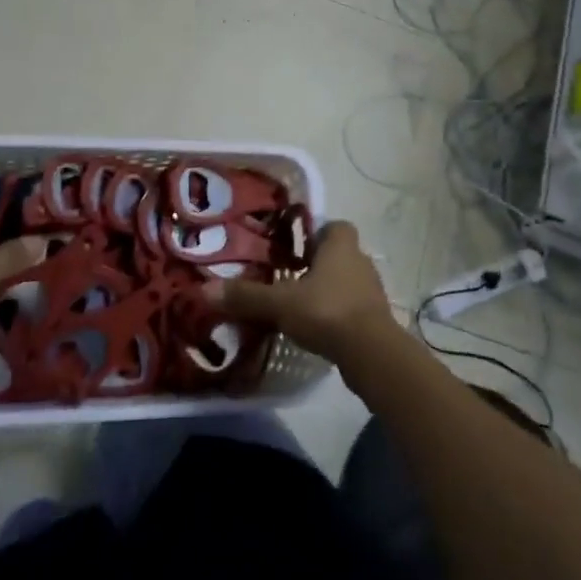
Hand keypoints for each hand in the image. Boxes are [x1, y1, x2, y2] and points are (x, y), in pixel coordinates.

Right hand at [212, 221, 399, 362]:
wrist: (371, 354)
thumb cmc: (326, 312)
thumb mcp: (280, 303)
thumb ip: (246, 296)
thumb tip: (205, 290)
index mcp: (341, 246)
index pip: (335, 225)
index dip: (316, 232)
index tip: (295, 246)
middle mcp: (360, 261)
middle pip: (339, 254)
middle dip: (317, 263)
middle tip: (289, 276)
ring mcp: (371, 291)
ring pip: (345, 281)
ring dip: (326, 290)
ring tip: (299, 304)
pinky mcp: (375, 318)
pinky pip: (352, 307)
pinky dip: (335, 313)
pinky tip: (316, 328)